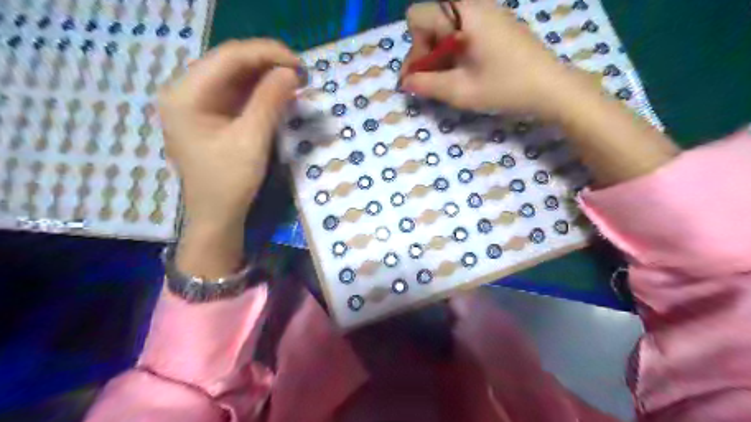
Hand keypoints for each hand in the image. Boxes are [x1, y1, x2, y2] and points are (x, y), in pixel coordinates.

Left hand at [158, 40, 300, 229]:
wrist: (217, 217)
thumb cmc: (229, 183)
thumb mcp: (252, 140)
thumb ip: (270, 102)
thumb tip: (292, 72)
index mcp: (185, 95)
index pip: (228, 57)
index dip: (266, 54)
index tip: (299, 64)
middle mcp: (185, 92)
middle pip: (230, 63)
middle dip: (267, 64)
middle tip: (300, 73)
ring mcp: (197, 104)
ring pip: (235, 76)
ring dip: (265, 77)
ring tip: (294, 81)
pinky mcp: (210, 116)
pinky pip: (237, 94)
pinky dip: (260, 92)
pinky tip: (279, 94)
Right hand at [405, 0, 680, 188]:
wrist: (551, 86)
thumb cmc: (505, 87)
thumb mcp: (460, 91)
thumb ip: (426, 84)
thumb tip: (405, 82)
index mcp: (462, 13)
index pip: (416, 17)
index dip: (413, 48)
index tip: (421, 74)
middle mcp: (473, 4)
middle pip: (430, 21)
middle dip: (425, 52)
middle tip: (431, 82)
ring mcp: (487, 11)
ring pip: (446, 27)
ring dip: (440, 54)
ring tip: (450, 80)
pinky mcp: (496, 22)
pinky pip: (463, 29)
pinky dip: (456, 50)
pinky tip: (466, 71)